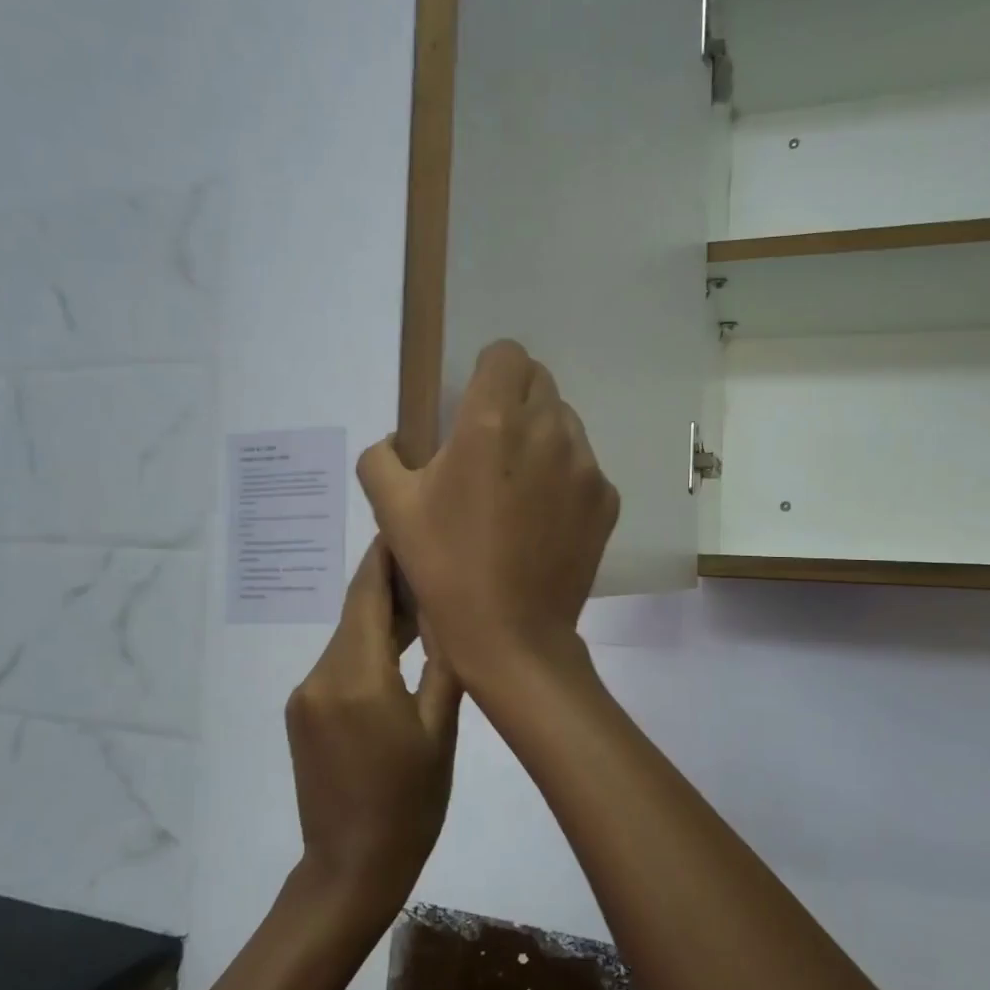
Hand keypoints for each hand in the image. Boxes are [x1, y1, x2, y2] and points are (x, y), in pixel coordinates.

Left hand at [285, 540, 462, 923]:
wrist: (350, 868)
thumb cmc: (409, 804)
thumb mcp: (440, 732)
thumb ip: (441, 664)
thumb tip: (445, 612)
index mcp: (357, 678)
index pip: (367, 595)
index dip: (385, 556)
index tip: (406, 523)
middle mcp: (320, 675)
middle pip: (356, 613)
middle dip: (391, 585)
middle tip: (433, 562)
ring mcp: (306, 694)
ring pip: (349, 637)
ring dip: (381, 618)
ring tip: (425, 602)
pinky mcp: (302, 711)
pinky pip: (339, 664)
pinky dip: (368, 648)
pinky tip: (398, 649)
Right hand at [358, 341, 618, 687]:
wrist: (511, 635)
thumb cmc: (445, 568)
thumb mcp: (391, 510)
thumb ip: (382, 458)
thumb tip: (397, 441)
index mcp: (493, 422)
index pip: (506, 354)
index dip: (487, 371)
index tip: (473, 404)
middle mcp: (548, 430)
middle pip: (539, 382)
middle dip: (513, 400)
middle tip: (490, 447)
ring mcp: (585, 466)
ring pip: (565, 423)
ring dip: (541, 437)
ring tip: (517, 487)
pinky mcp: (606, 499)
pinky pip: (584, 466)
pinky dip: (564, 477)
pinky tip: (543, 519)